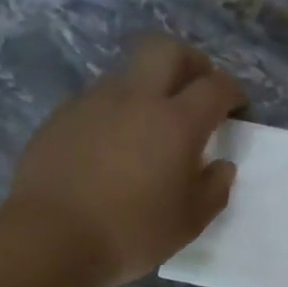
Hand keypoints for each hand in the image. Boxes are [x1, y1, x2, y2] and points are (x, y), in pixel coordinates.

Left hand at [6, 35, 243, 285]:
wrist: (51, 237)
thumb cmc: (131, 232)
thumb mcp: (189, 222)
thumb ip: (214, 189)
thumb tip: (221, 166)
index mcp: (176, 122)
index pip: (215, 86)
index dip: (232, 91)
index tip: (236, 106)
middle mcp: (136, 98)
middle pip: (167, 49)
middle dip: (190, 61)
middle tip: (196, 88)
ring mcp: (93, 102)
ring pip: (128, 73)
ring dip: (147, 88)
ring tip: (149, 127)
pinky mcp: (61, 116)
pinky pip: (97, 101)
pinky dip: (114, 113)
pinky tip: (110, 147)